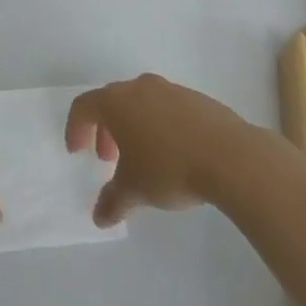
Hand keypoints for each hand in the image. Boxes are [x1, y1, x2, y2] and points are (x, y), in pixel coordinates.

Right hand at [66, 74, 248, 226]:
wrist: (229, 156)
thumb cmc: (169, 167)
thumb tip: (99, 217)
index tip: (78, 152)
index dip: (75, 128)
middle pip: (112, 102)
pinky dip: (159, 125)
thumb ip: (112, 202)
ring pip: (140, 103)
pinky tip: (172, 153)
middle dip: (105, 130)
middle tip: (108, 159)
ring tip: (141, 158)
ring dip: (133, 127)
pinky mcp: (196, 99)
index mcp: (117, 102)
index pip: (84, 106)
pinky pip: (166, 108)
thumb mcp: (134, 190)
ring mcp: (170, 90)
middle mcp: (140, 88)